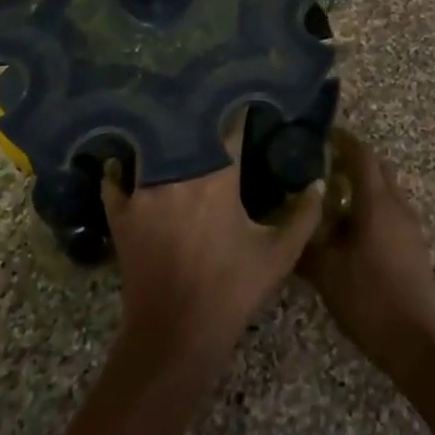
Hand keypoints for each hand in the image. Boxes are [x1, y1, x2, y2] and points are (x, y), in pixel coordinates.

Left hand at [102, 117, 321, 375]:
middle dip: (200, 114)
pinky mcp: (121, 214)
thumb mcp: (279, 255)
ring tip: (173, 121)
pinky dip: (121, 169)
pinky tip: (128, 161)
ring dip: (163, 135)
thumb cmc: (231, 291)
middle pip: (186, 127)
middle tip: (210, 102)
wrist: (175, 337)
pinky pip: (116, 179)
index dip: (240, 110)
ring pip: (151, 145)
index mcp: (218, 177)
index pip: (230, 127)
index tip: (248, 98)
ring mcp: (143, 192)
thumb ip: (304, 216)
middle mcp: (177, 173)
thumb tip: (318, 182)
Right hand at [298, 134, 434, 381]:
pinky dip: (372, 206)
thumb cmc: (370, 300)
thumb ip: (307, 244)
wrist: (419, 343)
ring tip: (333, 198)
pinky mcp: (415, 245)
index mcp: (377, 203)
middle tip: (323, 165)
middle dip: (354, 160)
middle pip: (378, 167)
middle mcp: (397, 205)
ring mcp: (410, 225)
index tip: (323, 135)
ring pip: (386, 190)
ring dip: (363, 185)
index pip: (362, 155)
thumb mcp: (327, 274)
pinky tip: (352, 230)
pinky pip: (392, 211)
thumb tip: (292, 223)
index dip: (343, 140)